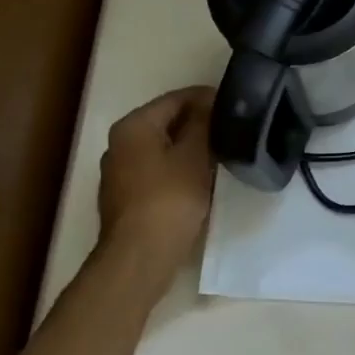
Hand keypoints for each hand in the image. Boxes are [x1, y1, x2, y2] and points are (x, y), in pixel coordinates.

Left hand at [97, 86, 215, 262]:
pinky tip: (201, 178)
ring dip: (190, 147)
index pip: (175, 98)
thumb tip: (209, 104)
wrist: (140, 256)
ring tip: (222, 152)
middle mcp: (119, 143)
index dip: (206, 97)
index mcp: (133, 126)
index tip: (235, 105)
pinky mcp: (127, 197)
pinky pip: (158, 170)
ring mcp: (120, 172)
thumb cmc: (170, 199)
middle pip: (166, 122)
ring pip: (162, 147)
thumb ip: (203, 123)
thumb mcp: (195, 155)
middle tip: (232, 129)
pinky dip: (179, 168)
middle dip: (198, 123)